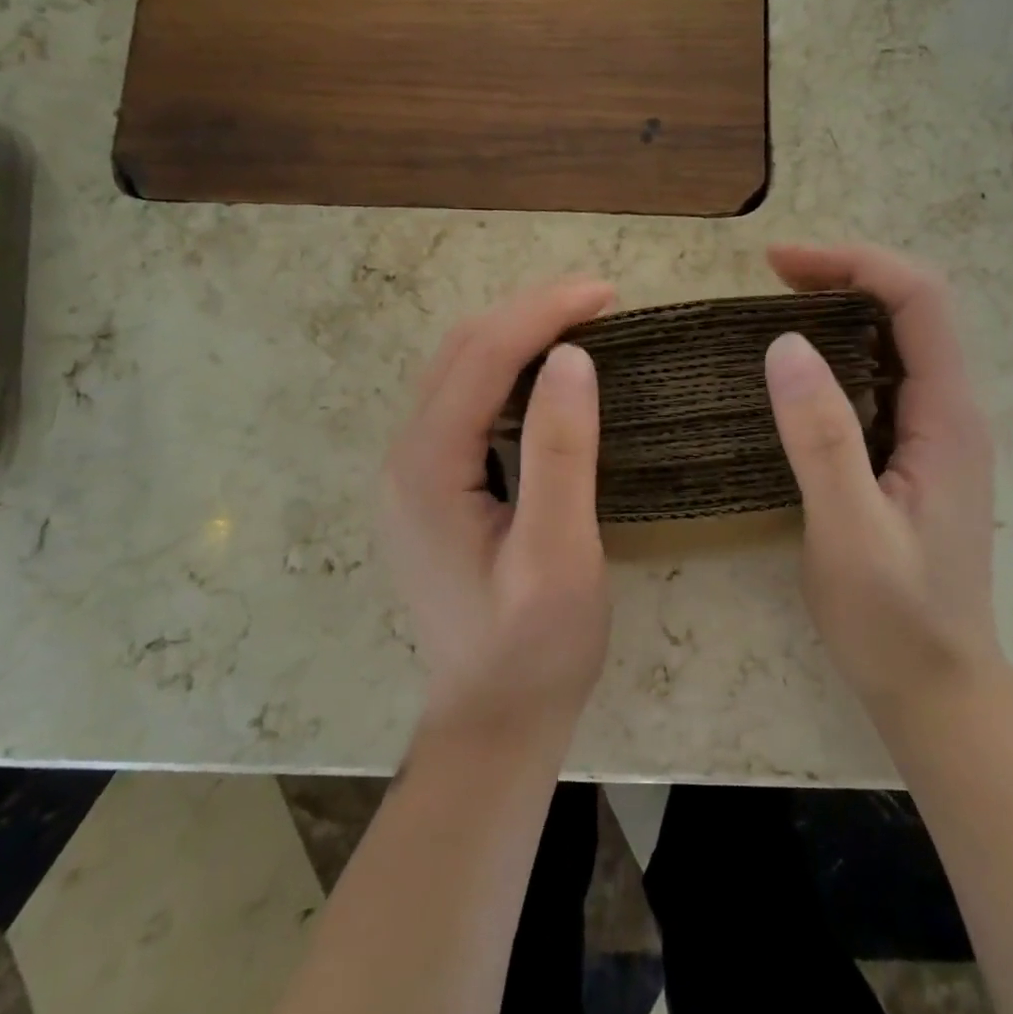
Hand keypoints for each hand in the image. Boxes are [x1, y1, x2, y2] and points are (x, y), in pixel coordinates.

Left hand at [380, 280, 614, 737]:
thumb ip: (561, 453)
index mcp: (427, 468)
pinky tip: (547, 373)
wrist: (493, 719)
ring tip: (580, 322)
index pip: (483, 357)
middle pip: (461, 351)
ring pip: (458, 370)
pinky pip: (464, 401)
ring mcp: (412, 471)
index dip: (544, 312)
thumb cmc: (535, 647)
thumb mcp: (559, 555)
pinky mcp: (431, 485)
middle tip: (600, 301)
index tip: (608, 294)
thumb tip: (574, 357)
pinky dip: (507, 369)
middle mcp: (405, 456)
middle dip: (529, 311)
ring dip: (517, 334)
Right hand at [763, 244, 1002, 719]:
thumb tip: (785, 343)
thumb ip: (823, 438)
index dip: (854, 264)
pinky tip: (798, 374)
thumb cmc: (895, 618)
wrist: (937, 689)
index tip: (779, 264)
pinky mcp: (912, 455)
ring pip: (896, 342)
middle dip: (845, 276)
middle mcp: (950, 412)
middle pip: (911, 309)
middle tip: (770, 280)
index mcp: (948, 417)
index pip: (920, 301)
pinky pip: (880, 379)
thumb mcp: (850, 531)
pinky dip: (838, 354)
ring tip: (775, 311)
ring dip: (841, 311)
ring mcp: (934, 433)